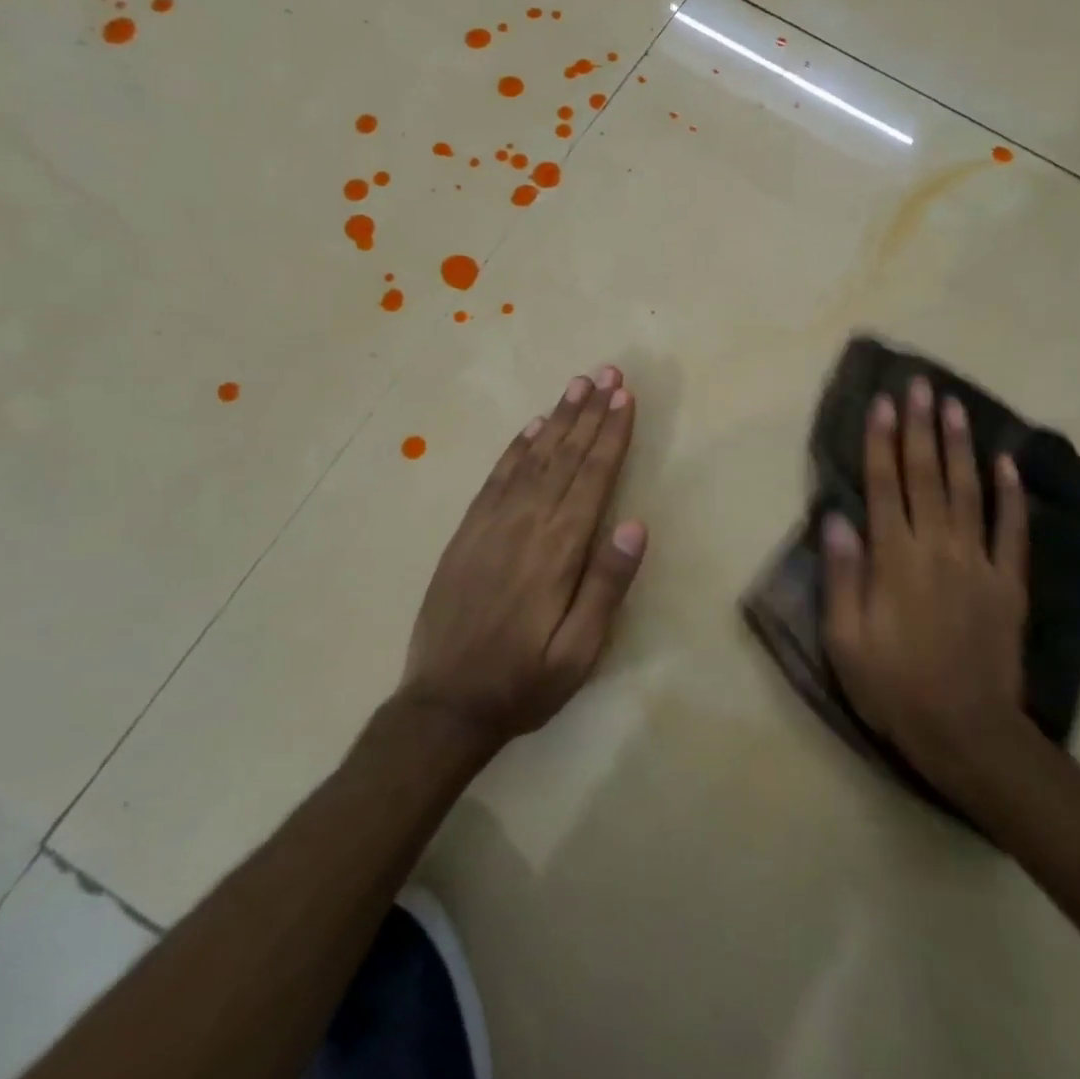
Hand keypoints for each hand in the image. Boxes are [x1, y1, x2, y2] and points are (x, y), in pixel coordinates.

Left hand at [398, 365, 647, 748]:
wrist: (444, 705)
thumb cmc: (524, 682)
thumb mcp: (579, 651)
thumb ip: (606, 586)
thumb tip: (635, 525)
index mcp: (558, 550)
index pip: (593, 477)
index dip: (611, 434)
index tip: (625, 397)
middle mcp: (526, 525)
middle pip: (565, 457)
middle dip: (590, 413)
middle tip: (608, 373)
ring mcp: (491, 525)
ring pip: (532, 458)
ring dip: (558, 419)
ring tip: (577, 385)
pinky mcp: (467, 533)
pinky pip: (496, 478)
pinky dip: (517, 448)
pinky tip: (532, 428)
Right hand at [822, 377, 1031, 780]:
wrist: (967, 733)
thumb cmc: (895, 688)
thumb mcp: (846, 640)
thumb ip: (843, 575)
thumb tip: (836, 517)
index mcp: (895, 560)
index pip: (884, 486)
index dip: (881, 441)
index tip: (883, 402)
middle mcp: (937, 548)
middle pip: (926, 476)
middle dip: (920, 427)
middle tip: (920, 385)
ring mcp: (978, 564)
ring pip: (968, 491)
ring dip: (960, 446)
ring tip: (956, 406)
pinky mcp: (1009, 584)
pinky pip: (1012, 531)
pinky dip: (1010, 495)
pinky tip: (1007, 463)